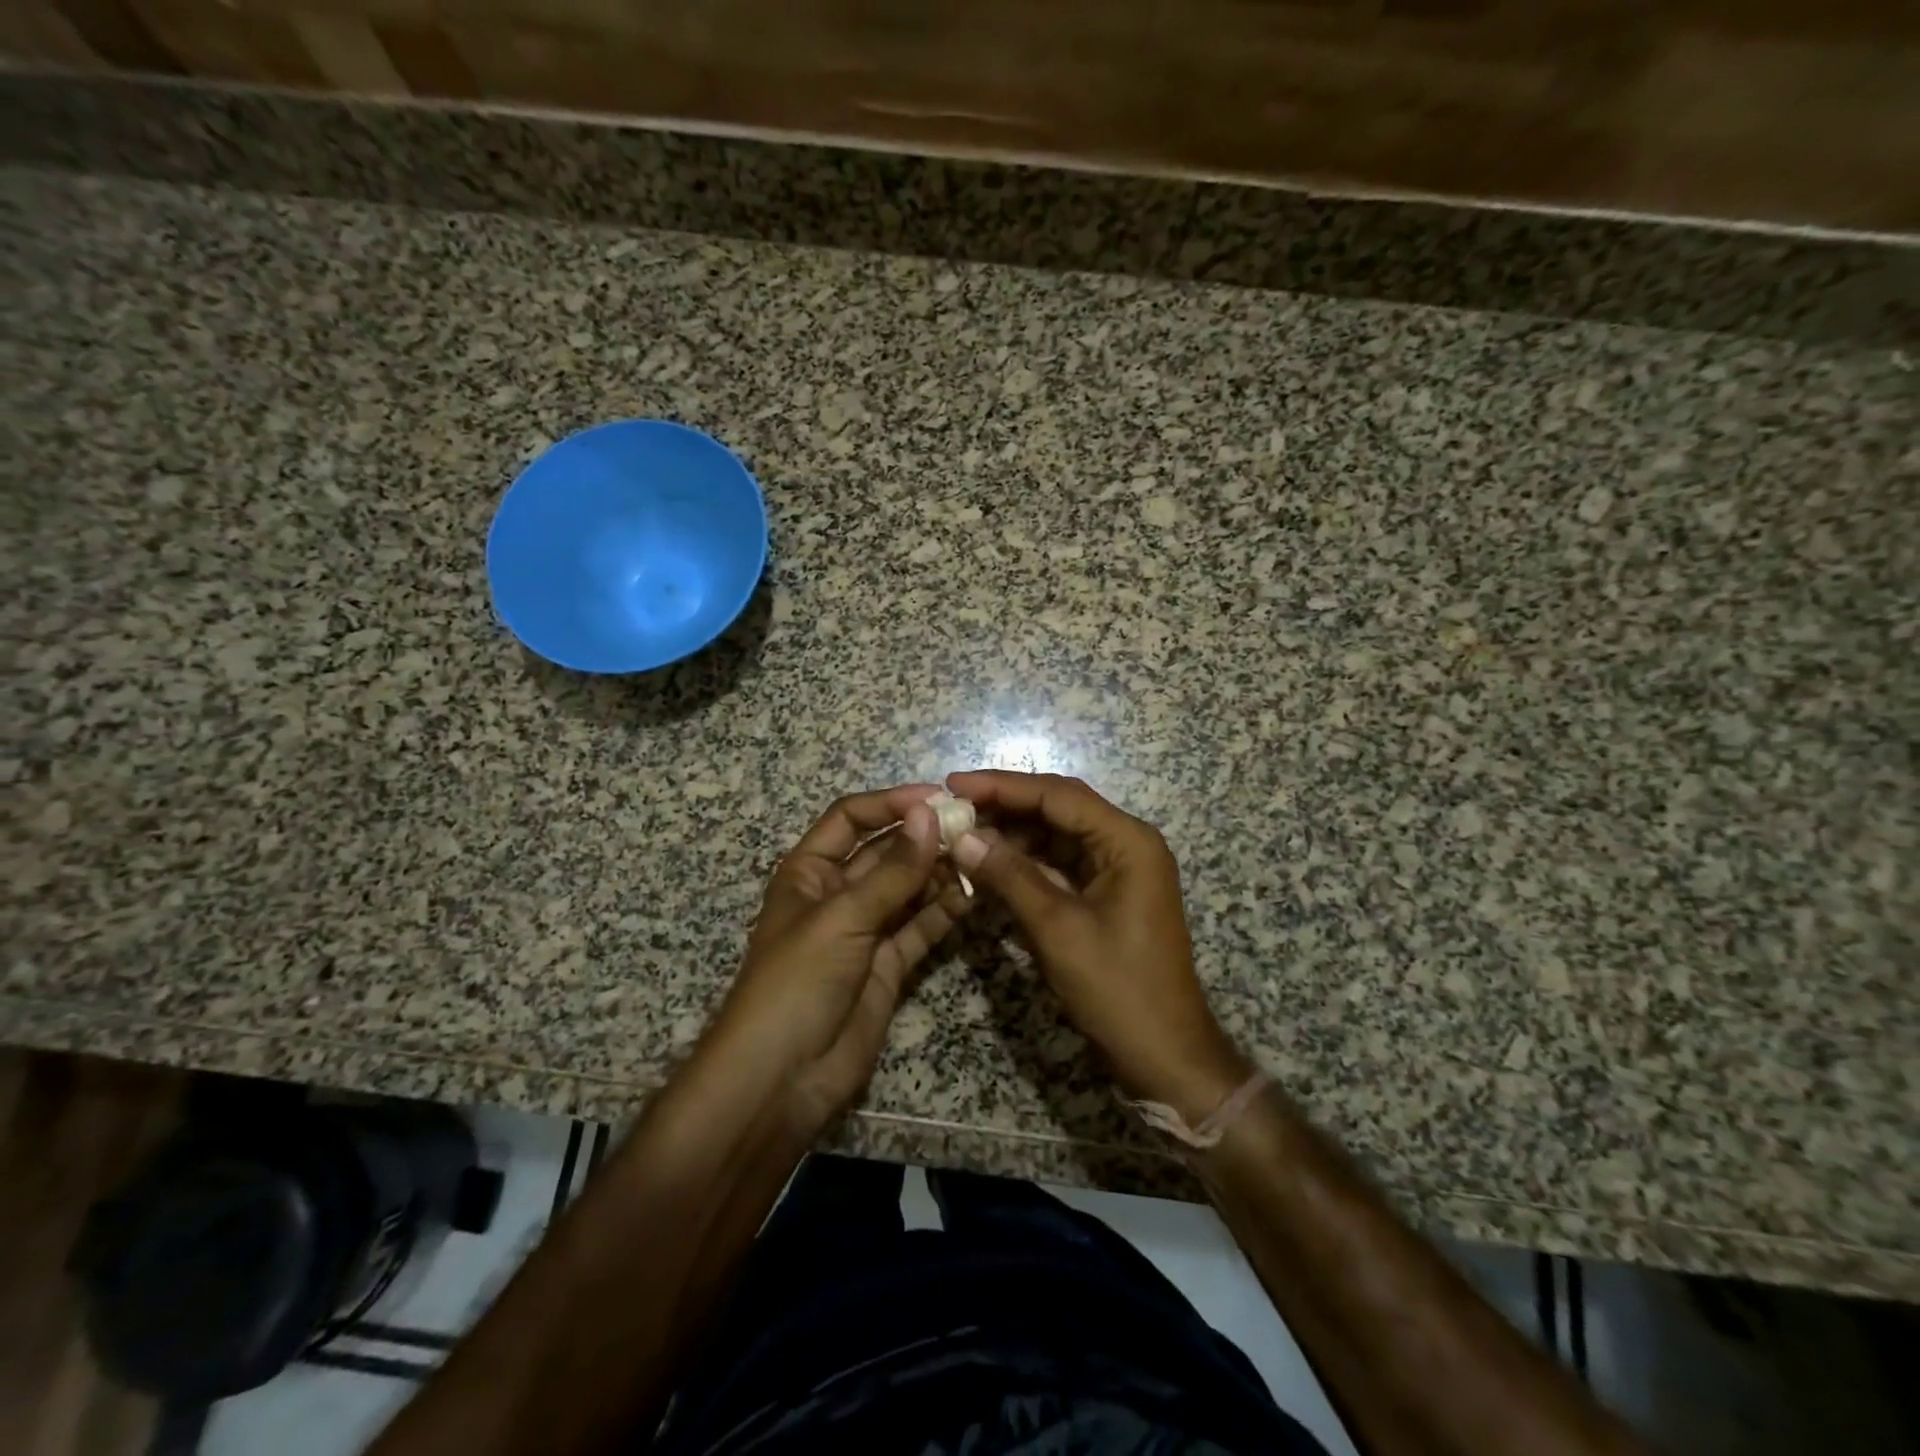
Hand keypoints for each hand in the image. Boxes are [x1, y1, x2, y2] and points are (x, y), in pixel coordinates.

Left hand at [704, 785, 971, 1135]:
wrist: (781, 1080)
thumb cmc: (796, 983)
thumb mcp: (842, 919)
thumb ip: (893, 871)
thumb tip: (931, 814)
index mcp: (810, 871)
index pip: (852, 818)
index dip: (891, 803)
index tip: (939, 798)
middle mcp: (838, 893)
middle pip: (885, 852)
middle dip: (924, 838)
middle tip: (974, 827)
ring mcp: (865, 930)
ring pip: (908, 889)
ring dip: (939, 873)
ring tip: (980, 859)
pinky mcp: (888, 965)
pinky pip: (920, 928)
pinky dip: (944, 912)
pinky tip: (973, 897)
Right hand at [947, 770, 1251, 1122]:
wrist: (1164, 1055)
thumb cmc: (1118, 989)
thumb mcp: (1057, 928)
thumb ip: (1009, 876)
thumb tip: (961, 836)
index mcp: (1127, 840)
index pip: (1057, 795)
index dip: (1002, 786)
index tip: (953, 784)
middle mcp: (1126, 843)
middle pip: (1058, 808)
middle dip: (1005, 806)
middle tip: (952, 807)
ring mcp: (1118, 869)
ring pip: (1056, 835)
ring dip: (1012, 834)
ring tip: (962, 833)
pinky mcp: (1106, 894)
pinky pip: (1060, 864)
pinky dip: (1025, 863)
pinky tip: (989, 864)